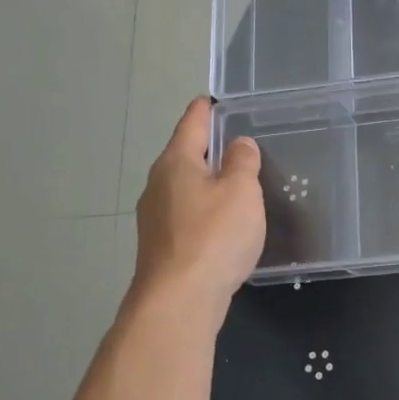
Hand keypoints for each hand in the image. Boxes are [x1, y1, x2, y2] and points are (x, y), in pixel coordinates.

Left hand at [129, 98, 265, 316]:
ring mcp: (155, 217)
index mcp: (176, 163)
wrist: (179, 300)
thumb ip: (242, 163)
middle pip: (184, 156)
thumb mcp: (241, 192)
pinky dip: (205, 209)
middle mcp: (158, 184)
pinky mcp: (162, 245)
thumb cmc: (213, 236)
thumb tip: (238, 144)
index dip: (205, 110)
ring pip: (185, 187)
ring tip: (235, 181)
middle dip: (208, 148)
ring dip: (207, 181)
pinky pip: (187, 214)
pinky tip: (223, 221)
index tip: (213, 99)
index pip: (192, 124)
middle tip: (237, 141)